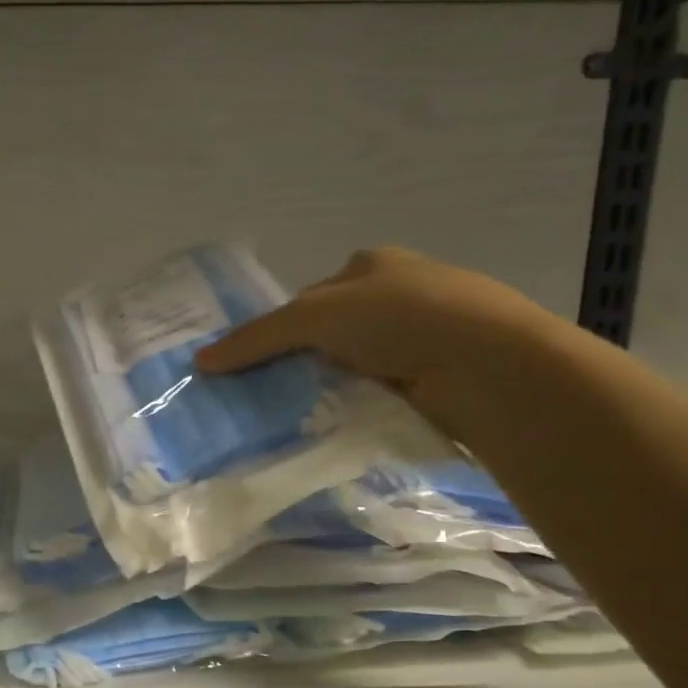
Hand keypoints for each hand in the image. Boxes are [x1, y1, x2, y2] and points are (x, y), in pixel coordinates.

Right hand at [194, 246, 563, 422]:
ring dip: (335, 384)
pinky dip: (365, 403)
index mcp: (373, 264)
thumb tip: (201, 361)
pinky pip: (385, 389)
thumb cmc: (399, 318)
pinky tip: (347, 422)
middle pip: (332, 331)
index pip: (310, 297)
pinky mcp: (442, 374)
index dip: (280, 328)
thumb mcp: (313, 317)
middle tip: (271, 394)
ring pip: (358, 363)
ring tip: (304, 415)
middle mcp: (401, 292)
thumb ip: (257, 338)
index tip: (255, 363)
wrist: (487, 363)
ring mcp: (426, 334)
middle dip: (305, 359)